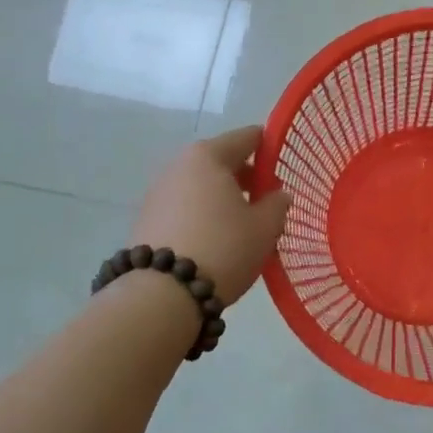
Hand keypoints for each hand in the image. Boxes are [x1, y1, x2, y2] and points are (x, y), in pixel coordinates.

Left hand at [130, 128, 291, 306]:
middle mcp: (178, 165)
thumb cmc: (222, 248)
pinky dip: (202, 215)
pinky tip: (215, 241)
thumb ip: (277, 204)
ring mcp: (158, 192)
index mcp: (208, 156)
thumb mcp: (265, 227)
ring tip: (242, 226)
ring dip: (222, 198)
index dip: (270, 149)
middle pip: (221, 161)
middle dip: (246, 177)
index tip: (286, 168)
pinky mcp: (146, 220)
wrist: (161, 295)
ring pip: (201, 186)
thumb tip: (278, 194)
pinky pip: (184, 207)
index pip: (248, 137)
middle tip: (267, 202)